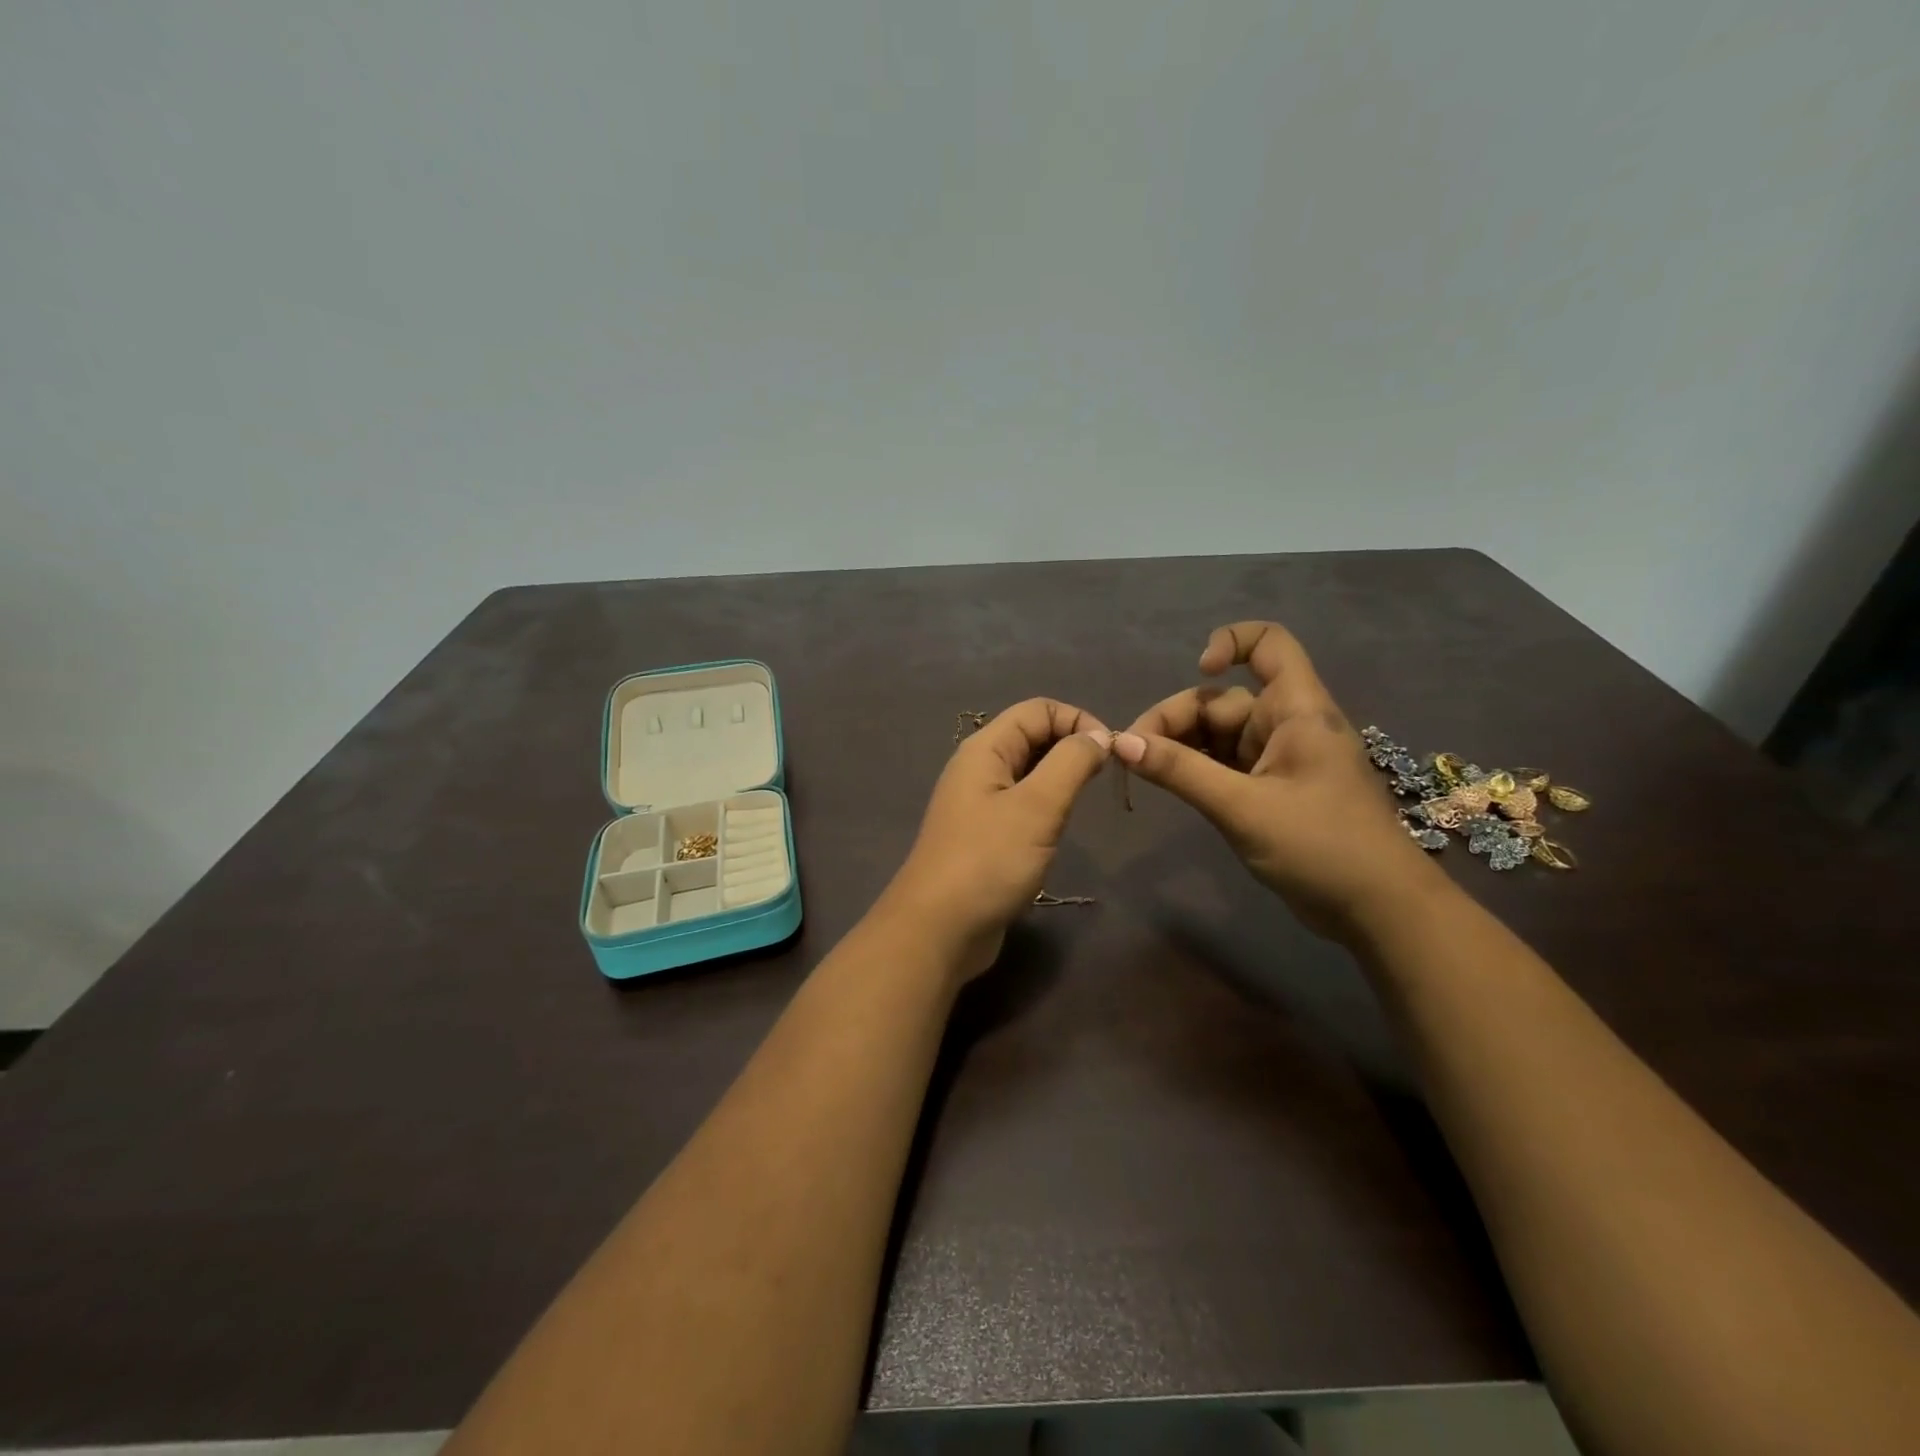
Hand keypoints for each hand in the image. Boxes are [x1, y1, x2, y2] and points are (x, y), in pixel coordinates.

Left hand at [884, 698, 1112, 981]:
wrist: (938, 929)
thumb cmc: (988, 860)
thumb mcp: (1038, 806)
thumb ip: (1071, 763)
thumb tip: (1098, 737)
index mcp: (984, 749)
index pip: (1037, 710)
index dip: (1077, 720)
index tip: (1111, 753)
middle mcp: (978, 769)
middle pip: (1032, 737)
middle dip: (1071, 747)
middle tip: (1103, 780)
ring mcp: (978, 804)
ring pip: (1028, 773)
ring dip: (1060, 779)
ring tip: (1084, 804)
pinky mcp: (983, 836)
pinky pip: (1021, 805)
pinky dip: (1046, 807)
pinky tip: (1059, 830)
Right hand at [1116, 622, 1447, 941]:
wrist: (1378, 910)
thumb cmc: (1321, 847)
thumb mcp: (1242, 807)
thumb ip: (1181, 771)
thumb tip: (1121, 743)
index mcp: (1296, 710)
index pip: (1270, 644)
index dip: (1230, 643)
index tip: (1197, 673)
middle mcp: (1288, 724)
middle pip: (1223, 699)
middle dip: (1177, 719)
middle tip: (1133, 753)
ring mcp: (1280, 759)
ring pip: (1219, 735)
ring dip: (1181, 748)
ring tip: (1143, 771)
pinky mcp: (1272, 790)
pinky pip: (1226, 765)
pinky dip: (1197, 770)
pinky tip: (1170, 786)